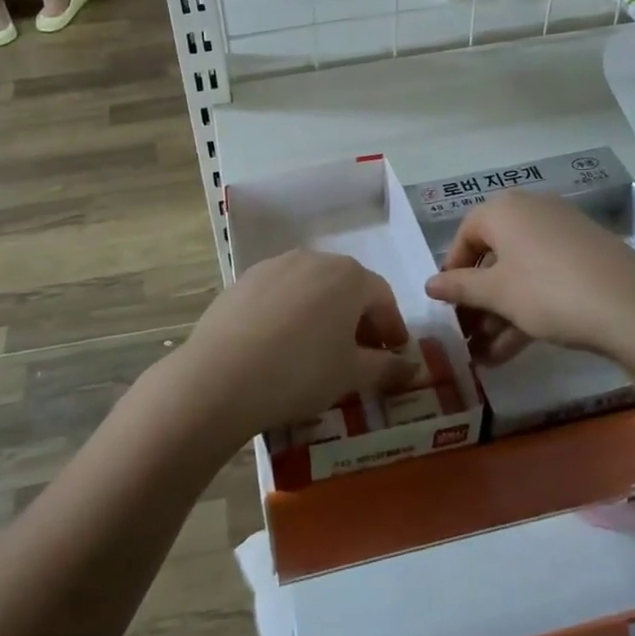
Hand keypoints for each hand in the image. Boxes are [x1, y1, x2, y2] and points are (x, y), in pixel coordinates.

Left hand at [171, 250, 413, 442]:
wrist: (222, 376)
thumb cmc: (301, 372)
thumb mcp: (351, 375)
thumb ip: (386, 367)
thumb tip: (413, 367)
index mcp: (348, 276)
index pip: (382, 297)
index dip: (392, 327)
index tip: (393, 354)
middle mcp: (314, 259)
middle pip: (347, 286)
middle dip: (358, 318)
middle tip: (359, 354)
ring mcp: (275, 265)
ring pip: (312, 287)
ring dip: (324, 313)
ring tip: (318, 350)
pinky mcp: (244, 279)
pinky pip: (280, 293)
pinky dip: (290, 313)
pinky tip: (281, 344)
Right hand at [424, 192, 634, 364]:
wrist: (632, 306)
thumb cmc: (548, 290)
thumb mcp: (497, 294)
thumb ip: (459, 287)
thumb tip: (429, 284)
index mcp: (504, 210)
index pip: (465, 234)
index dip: (452, 270)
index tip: (446, 303)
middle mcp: (531, 211)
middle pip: (493, 254)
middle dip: (477, 298)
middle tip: (466, 333)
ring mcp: (562, 233)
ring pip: (519, 271)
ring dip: (500, 311)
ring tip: (486, 355)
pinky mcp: (586, 256)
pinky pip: (544, 278)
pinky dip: (527, 307)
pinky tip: (514, 349)